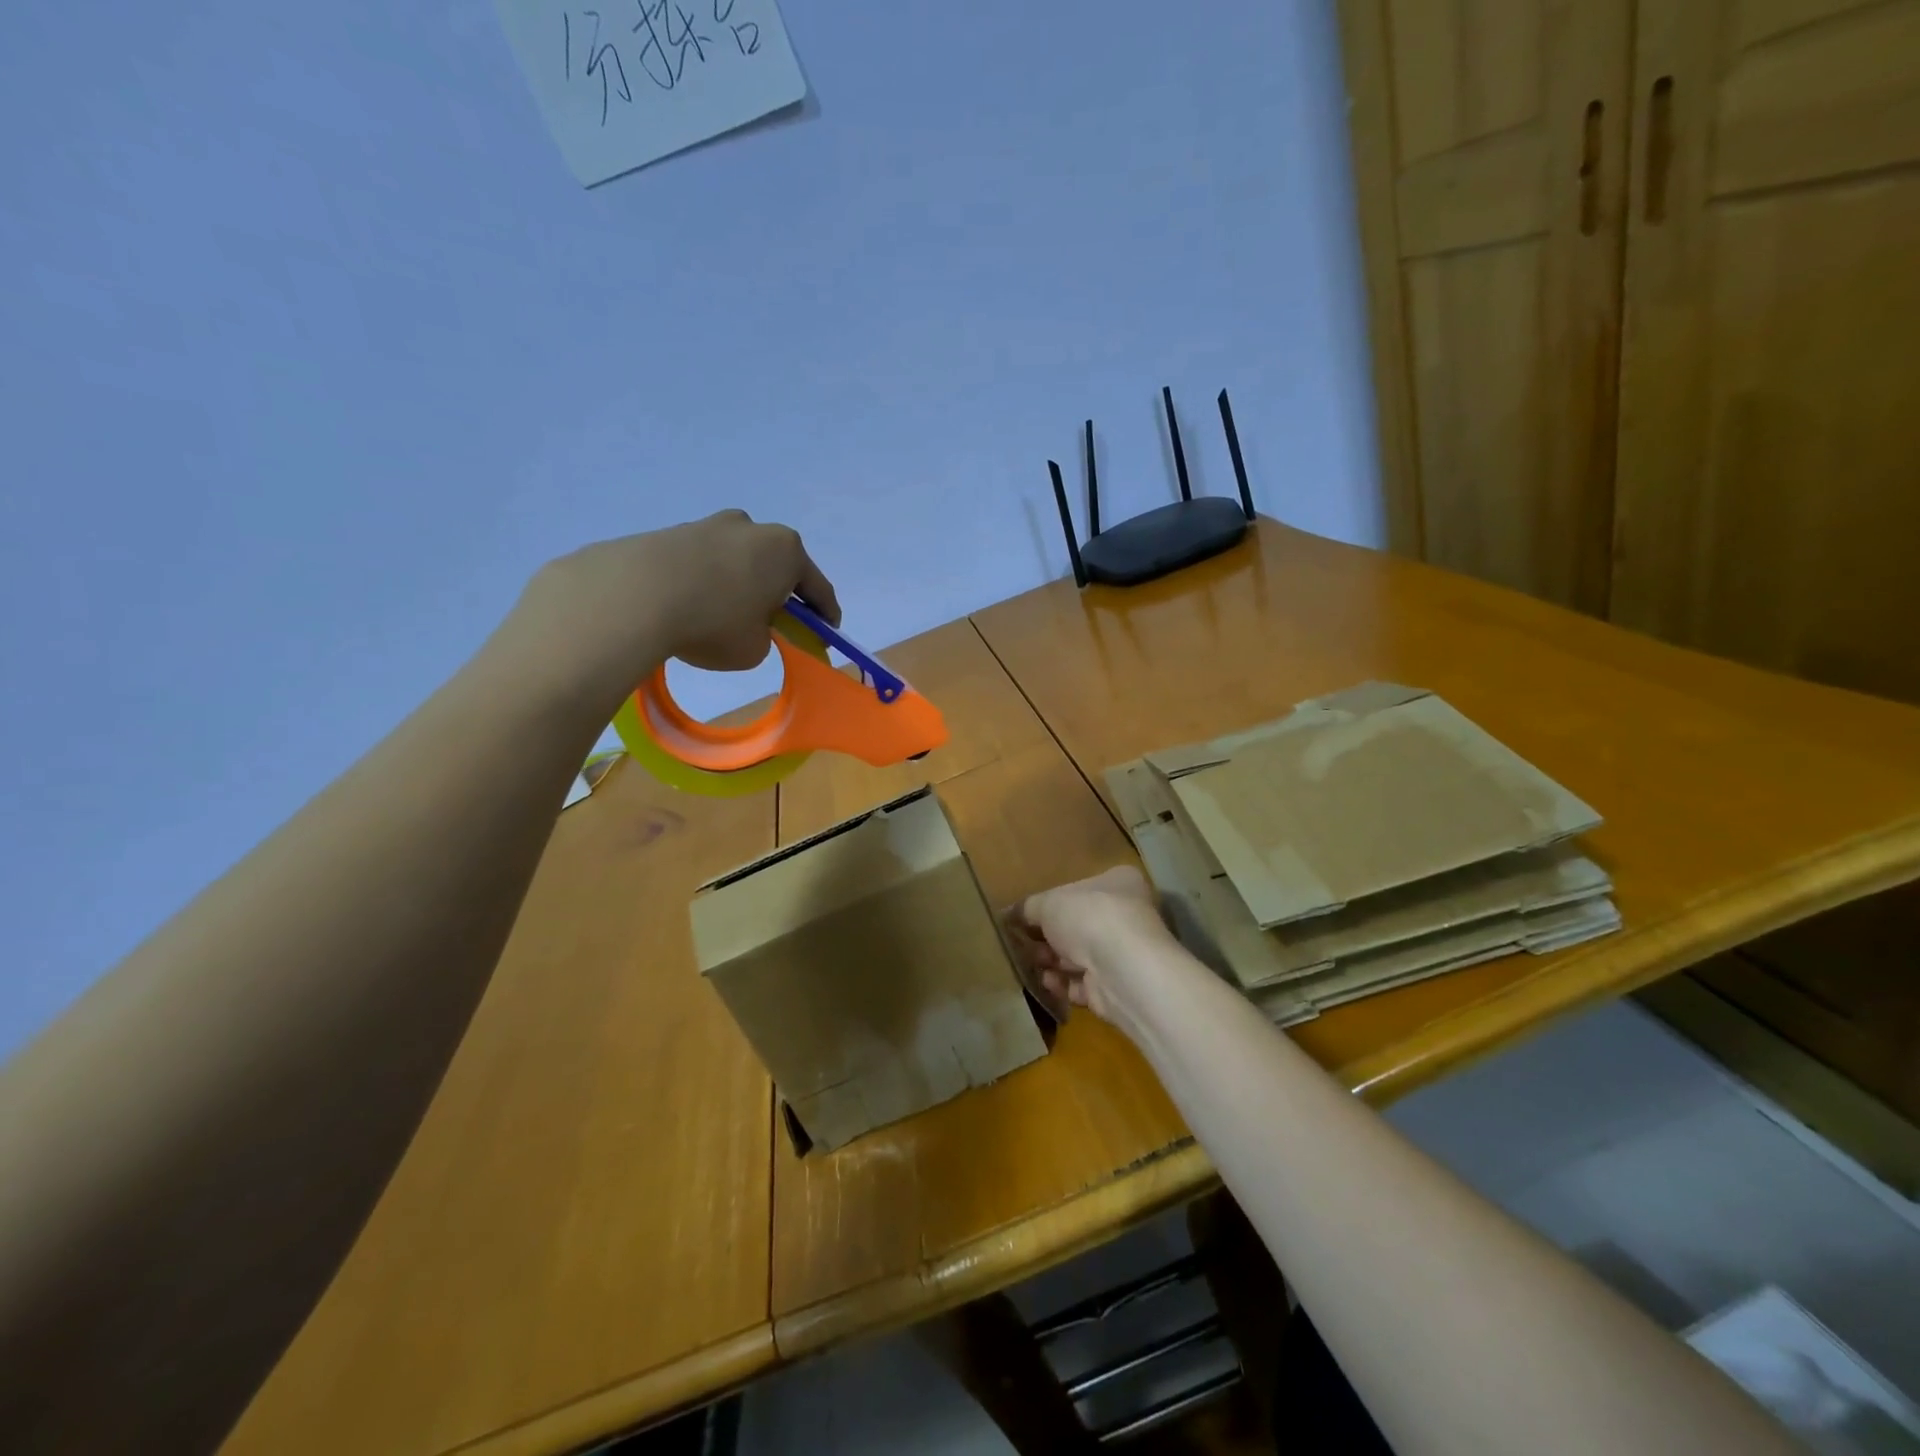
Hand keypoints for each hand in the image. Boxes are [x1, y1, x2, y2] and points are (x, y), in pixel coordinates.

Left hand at [503, 510, 839, 713]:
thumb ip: (765, 634)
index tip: (826, 632)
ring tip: (726, 616)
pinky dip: (706, 583)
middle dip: (779, 593)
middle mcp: (752, 528)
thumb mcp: (756, 648)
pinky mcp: (672, 532)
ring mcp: (710, 525)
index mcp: (786, 551)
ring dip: (740, 584)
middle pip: (776, 566)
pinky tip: (693, 606)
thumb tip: (749, 621)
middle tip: (775, 623)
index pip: (817, 588)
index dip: (825, 615)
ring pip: (737, 561)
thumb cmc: (713, 623)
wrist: (634, 596)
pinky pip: (703, 563)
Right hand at [1008, 866, 1178, 1027]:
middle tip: (1024, 942)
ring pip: (1079, 957)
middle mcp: (1127, 915)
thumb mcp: (1047, 903)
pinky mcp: (1117, 987)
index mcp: (1119, 883)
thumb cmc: (1087, 917)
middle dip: (1048, 938)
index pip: (1081, 888)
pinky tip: (1048, 982)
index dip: (1052, 902)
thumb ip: (1027, 908)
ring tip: (1033, 964)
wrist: (1121, 970)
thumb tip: (1008, 914)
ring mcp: (1125, 954)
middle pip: (1078, 925)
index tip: (1026, 915)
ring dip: (1053, 961)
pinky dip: (1064, 984)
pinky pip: (1084, 984)